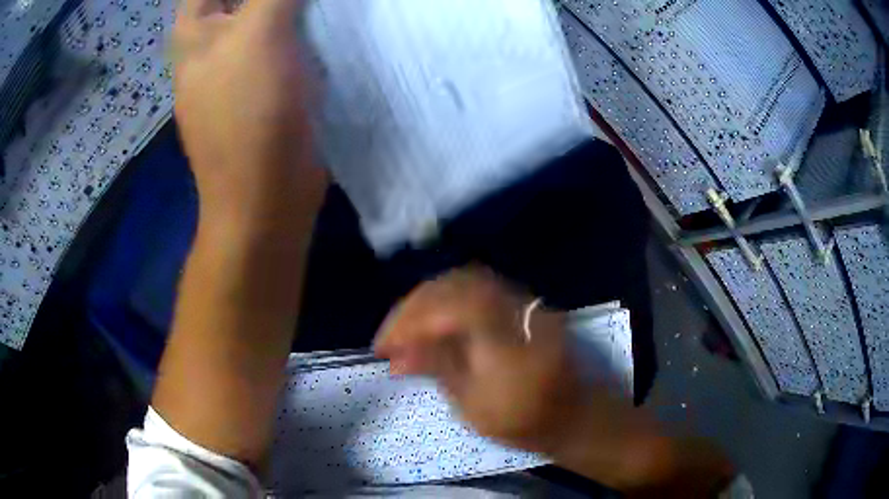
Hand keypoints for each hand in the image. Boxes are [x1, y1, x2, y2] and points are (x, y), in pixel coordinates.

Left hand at [151, 0, 324, 467]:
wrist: (269, 227)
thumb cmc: (251, 151)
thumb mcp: (258, 59)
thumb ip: (266, 7)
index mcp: (194, 46)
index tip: (277, 1)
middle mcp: (205, 59)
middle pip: (234, 5)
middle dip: (270, 3)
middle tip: (311, 8)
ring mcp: (232, 82)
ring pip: (257, 27)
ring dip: (288, 16)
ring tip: (322, 18)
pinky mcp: (261, 105)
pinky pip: (278, 54)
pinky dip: (298, 40)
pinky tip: (323, 41)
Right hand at [374, 267, 734, 496]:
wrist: (577, 414)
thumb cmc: (527, 421)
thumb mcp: (476, 406)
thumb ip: (438, 369)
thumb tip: (397, 355)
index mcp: (505, 340)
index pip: (448, 308)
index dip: (408, 320)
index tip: (382, 346)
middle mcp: (514, 311)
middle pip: (455, 285)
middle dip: (413, 307)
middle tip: (390, 336)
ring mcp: (522, 303)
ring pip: (466, 281)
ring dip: (430, 299)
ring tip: (407, 326)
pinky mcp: (524, 305)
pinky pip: (480, 288)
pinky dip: (449, 298)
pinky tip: (436, 319)